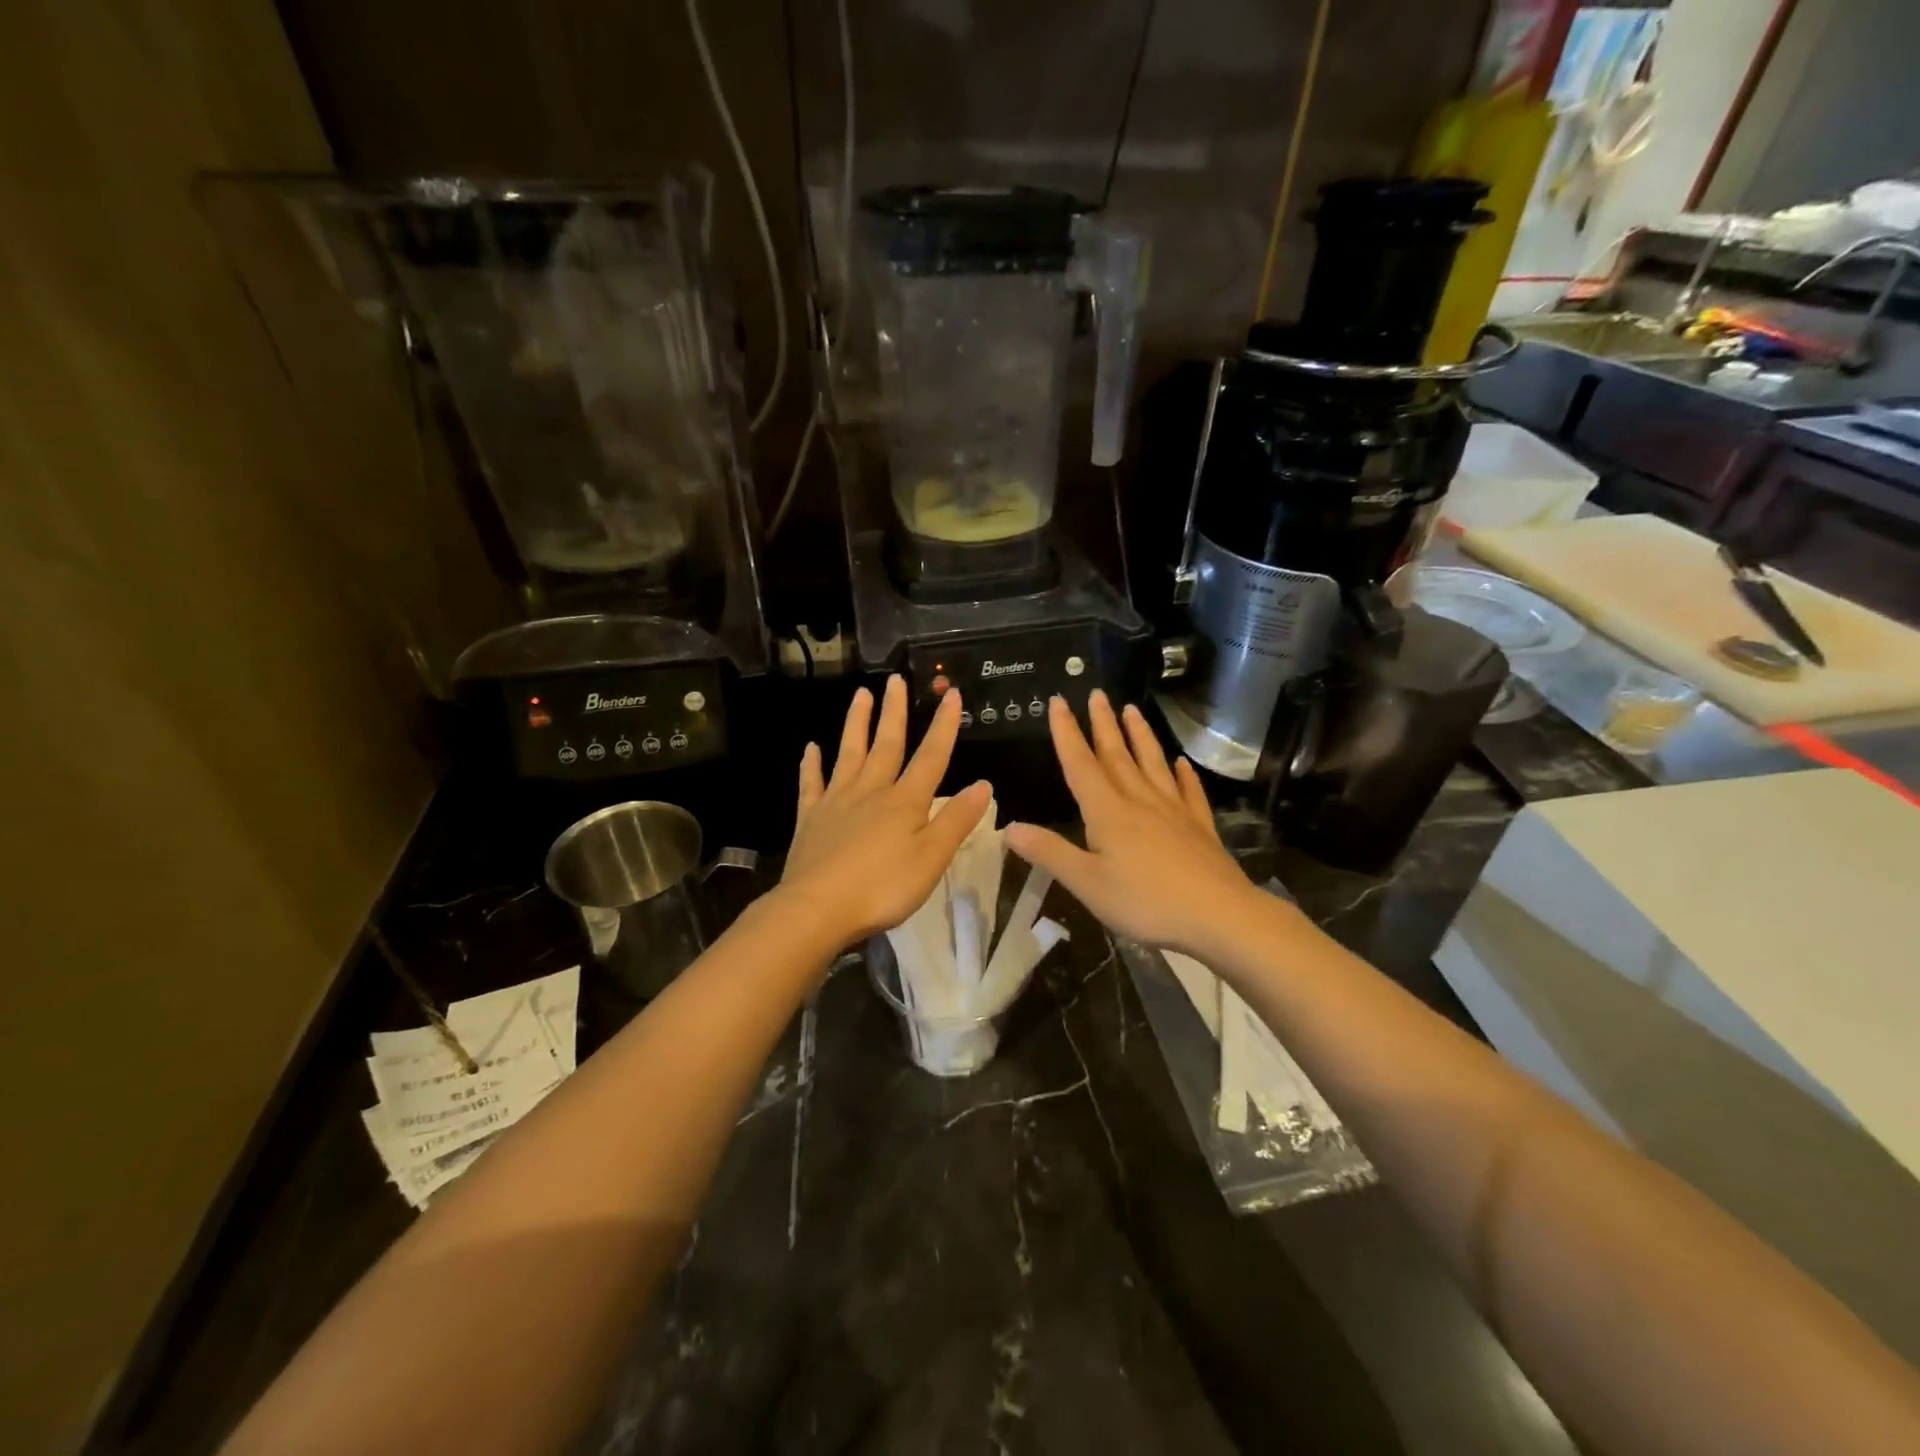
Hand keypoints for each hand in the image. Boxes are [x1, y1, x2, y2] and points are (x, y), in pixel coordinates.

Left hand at [782, 676, 991, 944]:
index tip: (950, 694)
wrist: (818, 908)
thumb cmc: (883, 887)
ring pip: (849, 754)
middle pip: (886, 745)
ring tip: (860, 694)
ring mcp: (837, 802)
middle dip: (894, 712)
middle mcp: (871, 792)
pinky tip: (810, 748)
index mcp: (905, 802)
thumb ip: (957, 820)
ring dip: (856, 724)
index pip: (931, 757)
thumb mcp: (932, 858)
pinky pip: (811, 784)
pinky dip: (811, 765)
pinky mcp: (810, 819)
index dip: (943, 726)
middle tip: (895, 679)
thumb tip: (983, 785)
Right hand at [1006, 691, 1258, 954]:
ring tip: (1132, 709)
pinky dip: (1183, 774)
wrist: (1218, 915)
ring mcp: (1173, 811)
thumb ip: (1049, 852)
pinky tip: (1181, 762)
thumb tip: (1010, 827)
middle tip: (1096, 693)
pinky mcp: (1199, 827)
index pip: (1080, 764)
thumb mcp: (1086, 883)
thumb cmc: (1145, 901)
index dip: (1066, 732)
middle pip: (1117, 754)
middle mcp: (1139, 801)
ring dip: (1140, 735)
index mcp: (1108, 812)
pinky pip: (1189, 791)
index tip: (1058, 701)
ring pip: (1152, 764)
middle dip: (1103, 723)